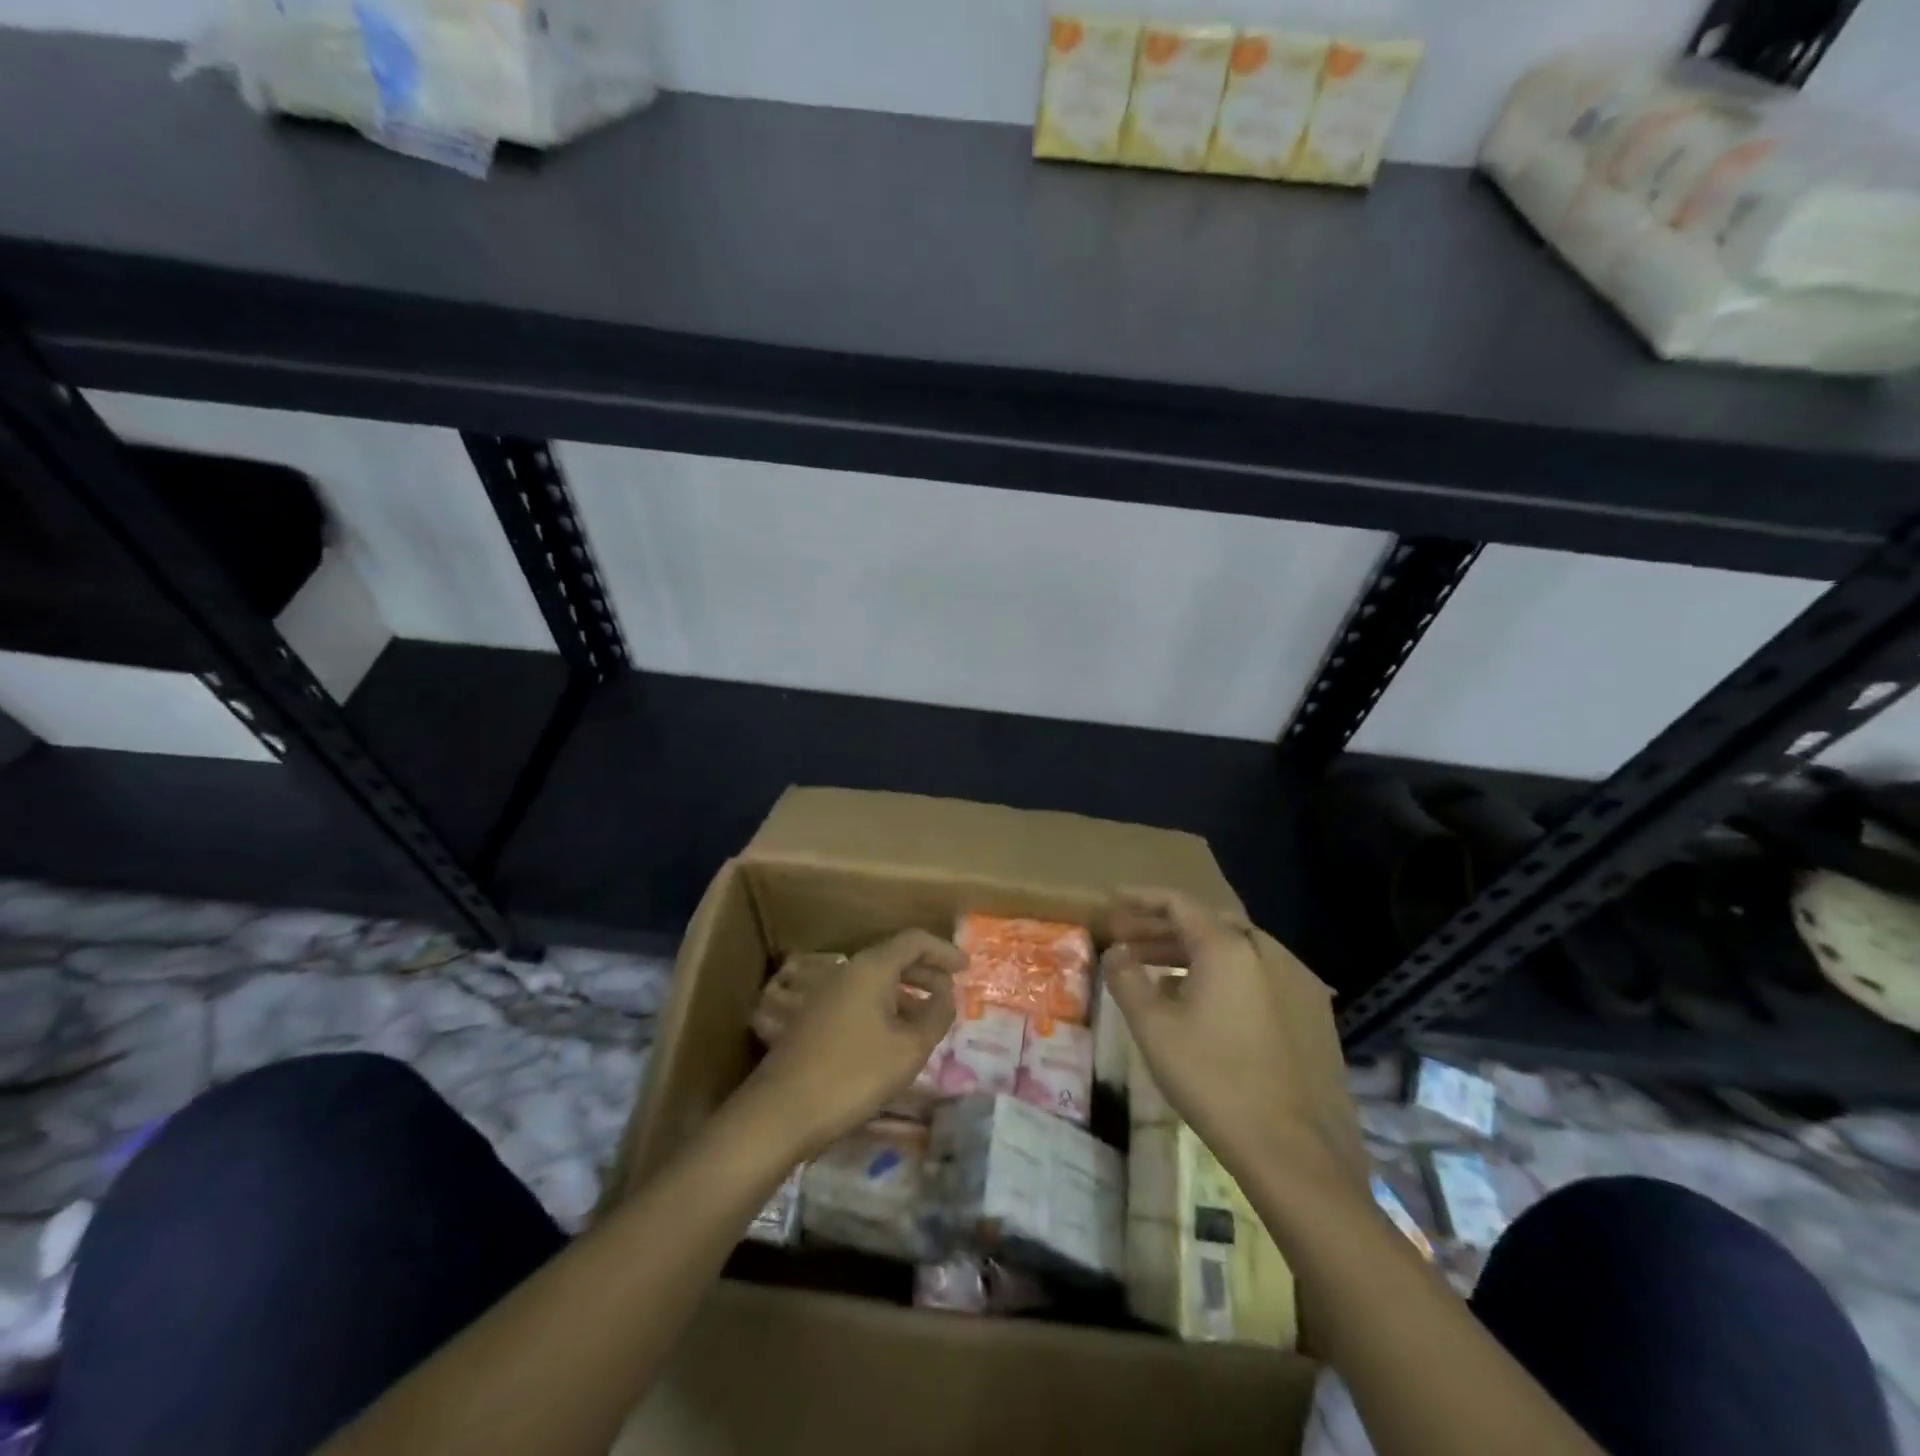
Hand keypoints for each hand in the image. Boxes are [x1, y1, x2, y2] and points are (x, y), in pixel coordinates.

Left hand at [735, 930, 961, 1157]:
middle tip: (952, 991)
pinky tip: (895, 1035)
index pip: (914, 941)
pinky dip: (885, 1006)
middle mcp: (848, 971)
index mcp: (872, 967)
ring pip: (876, 980)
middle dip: (927, 971)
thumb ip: (936, 1016)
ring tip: (929, 1016)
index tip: (966, 967)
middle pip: (894, 957)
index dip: (943, 951)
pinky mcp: (815, 1018)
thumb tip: (947, 996)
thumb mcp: (909, 1048)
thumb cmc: (853, 1074)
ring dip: (906, 991)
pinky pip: (860, 998)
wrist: (780, 1111)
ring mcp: (827, 993)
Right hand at [1102, 888, 1344, 1181]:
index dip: (1141, 898)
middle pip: (1206, 924)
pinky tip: (1202, 1006)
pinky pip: (1258, 977)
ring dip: (1191, 954)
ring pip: (1234, 951)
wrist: (1295, 1152)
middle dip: (1161, 929)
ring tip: (1154, 974)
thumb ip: (1126, 979)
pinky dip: (1223, 976)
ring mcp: (1297, 981)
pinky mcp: (1314, 1013)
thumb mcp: (1153, 1028)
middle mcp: (1267, 951)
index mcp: (1229, 947)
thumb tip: (1115, 952)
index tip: (1114, 902)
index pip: (1178, 903)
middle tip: (1127, 941)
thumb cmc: (1213, 1080)